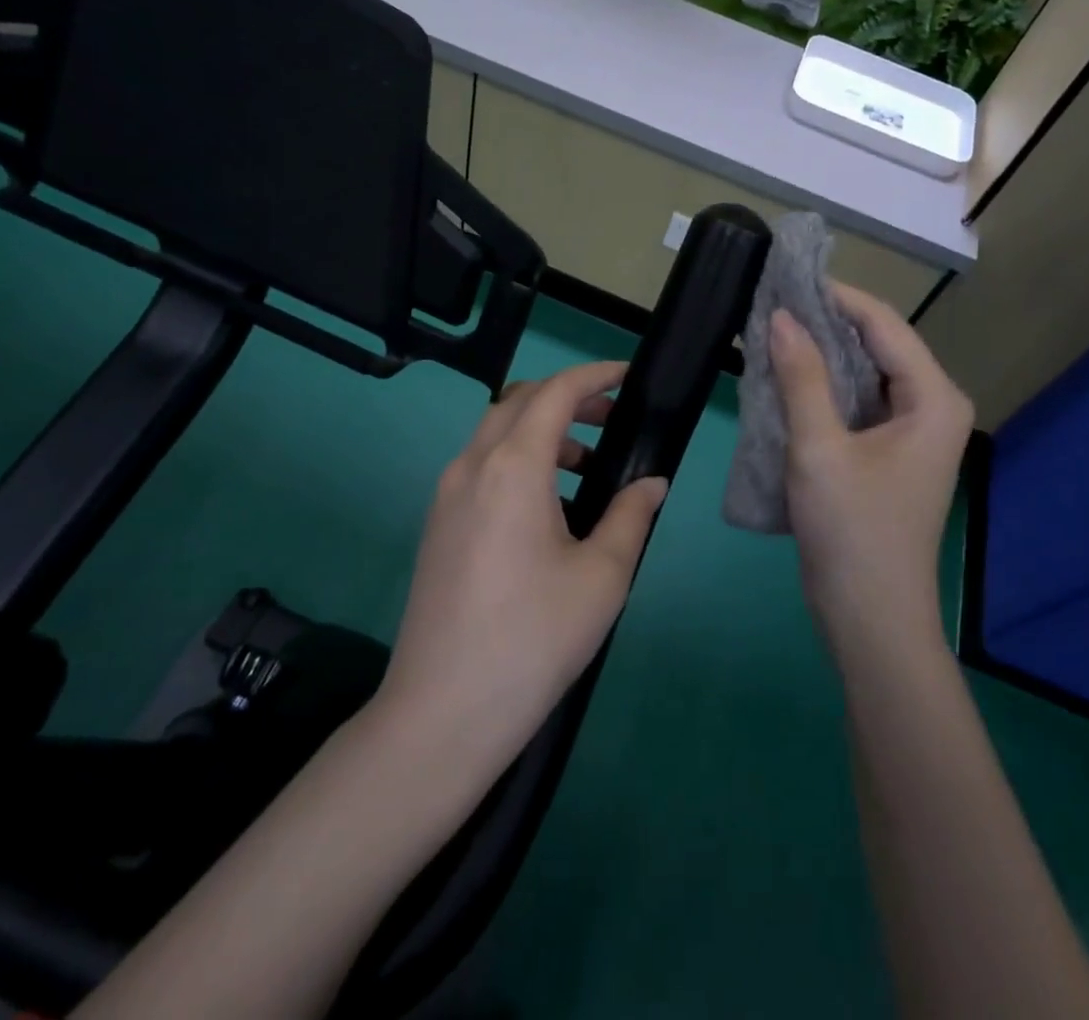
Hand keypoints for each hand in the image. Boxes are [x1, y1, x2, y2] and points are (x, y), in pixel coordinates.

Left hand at [377, 362, 668, 772]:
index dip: (594, 375)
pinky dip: (517, 459)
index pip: (555, 393)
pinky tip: (547, 506)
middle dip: (567, 398)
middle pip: (519, 401)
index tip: (627, 376)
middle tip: (612, 419)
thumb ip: (630, 516)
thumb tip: (651, 482)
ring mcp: (446, 495)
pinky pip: (480, 465)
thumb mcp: (602, 576)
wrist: (442, 713)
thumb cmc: (533, 639)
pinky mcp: (437, 524)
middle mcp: (471, 466)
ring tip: (585, 465)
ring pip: (495, 432)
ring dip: (541, 430)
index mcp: (512, 467)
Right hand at [768, 283, 974, 658]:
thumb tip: (779, 316)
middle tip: (771, 303)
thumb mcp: (819, 447)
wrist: (870, 617)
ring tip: (772, 332)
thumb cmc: (851, 529)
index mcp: (932, 398)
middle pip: (877, 345)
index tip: (786, 278)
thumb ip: (801, 376)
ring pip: (865, 373)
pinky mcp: (891, 453)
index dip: (835, 296)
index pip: (883, 325)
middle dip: (826, 323)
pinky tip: (787, 378)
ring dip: (821, 354)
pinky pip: (858, 402)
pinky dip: (824, 387)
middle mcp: (932, 407)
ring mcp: (913, 432)